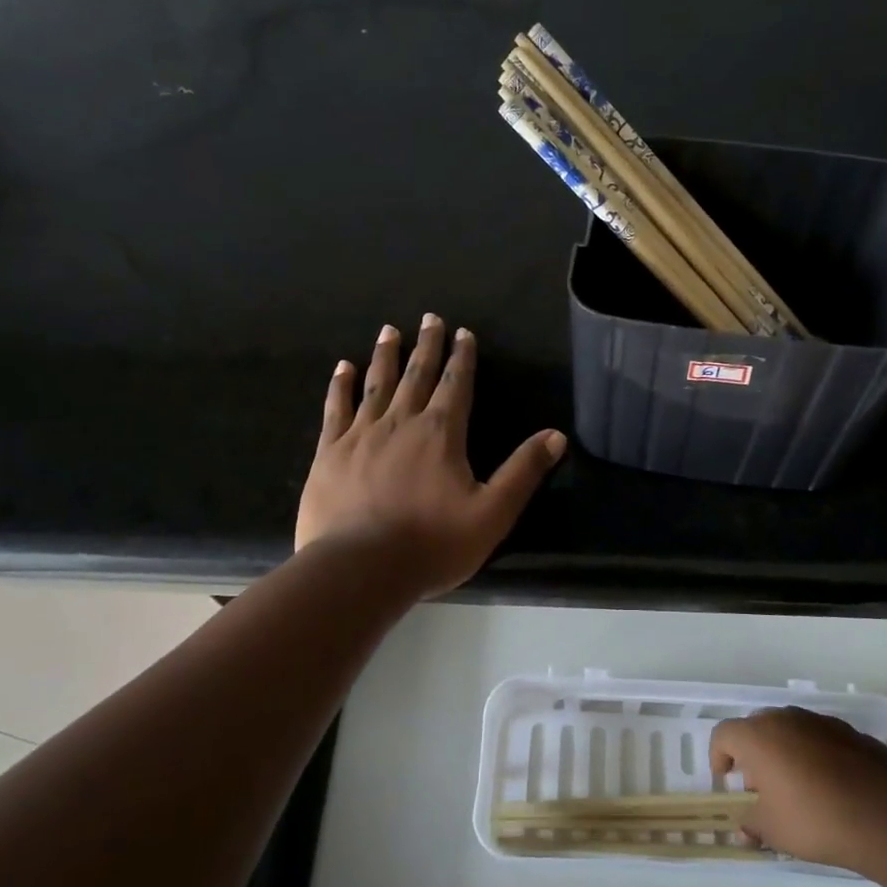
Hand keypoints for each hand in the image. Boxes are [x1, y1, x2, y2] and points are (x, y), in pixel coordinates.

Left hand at [295, 315, 567, 597]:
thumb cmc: (432, 544)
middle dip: (426, 346)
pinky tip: (343, 368)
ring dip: (386, 356)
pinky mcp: (329, 452)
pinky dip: (341, 385)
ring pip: (376, 384)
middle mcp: (401, 422)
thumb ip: (523, 472)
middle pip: (417, 375)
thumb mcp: (492, 513)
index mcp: (441, 434)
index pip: (456, 385)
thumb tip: (557, 436)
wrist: (359, 569)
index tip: (463, 332)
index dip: (462, 358)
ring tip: (389, 330)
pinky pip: (336, 408)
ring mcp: (361, 435)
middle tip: (429, 318)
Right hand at [709, 707, 886, 869]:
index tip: (726, 779)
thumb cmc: (816, 819)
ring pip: (790, 730)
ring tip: (797, 788)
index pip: (724, 734)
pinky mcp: (850, 732)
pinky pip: (819, 738)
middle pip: (757, 727)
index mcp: (758, 736)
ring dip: (784, 752)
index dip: (719, 755)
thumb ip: (753, 825)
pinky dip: (815, 754)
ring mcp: (820, 721)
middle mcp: (785, 718)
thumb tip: (745, 828)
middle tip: (760, 786)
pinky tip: (830, 787)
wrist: (886, 814)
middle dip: (753, 753)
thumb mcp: (774, 831)